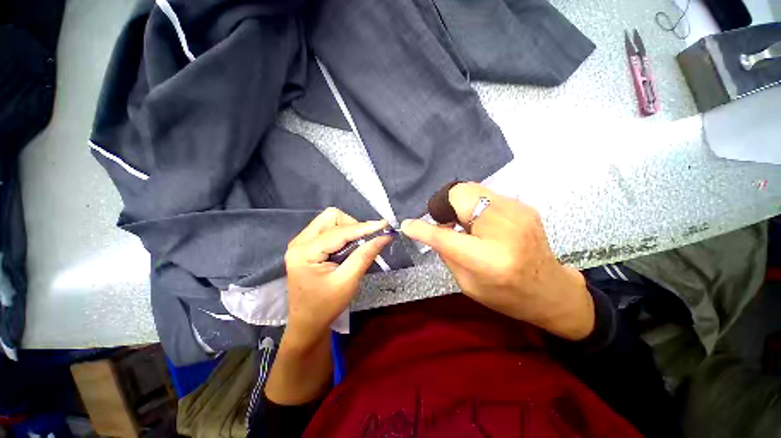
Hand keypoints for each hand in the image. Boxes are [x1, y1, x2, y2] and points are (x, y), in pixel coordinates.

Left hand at [265, 208, 392, 405]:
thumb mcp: (348, 281)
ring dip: (348, 229)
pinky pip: (327, 228)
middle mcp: (299, 241)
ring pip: (330, 220)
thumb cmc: (326, 306)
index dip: (364, 227)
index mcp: (304, 252)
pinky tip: (347, 248)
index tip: (385, 226)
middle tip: (364, 242)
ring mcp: (300, 242)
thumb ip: (365, 255)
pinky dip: (342, 233)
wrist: (307, 322)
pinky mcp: (306, 245)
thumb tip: (385, 236)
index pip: (339, 232)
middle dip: (352, 226)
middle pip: (331, 217)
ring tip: (356, 246)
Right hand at [401, 183, 593, 339]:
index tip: (408, 224)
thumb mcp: (467, 283)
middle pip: (461, 196)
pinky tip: (480, 221)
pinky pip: (486, 194)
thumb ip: (447, 253)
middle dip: (445, 206)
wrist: (550, 290)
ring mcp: (517, 212)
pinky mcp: (523, 206)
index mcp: (488, 260)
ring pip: (472, 189)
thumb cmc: (505, 295)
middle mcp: (505, 230)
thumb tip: (430, 229)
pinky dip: (475, 204)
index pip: (445, 237)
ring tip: (464, 223)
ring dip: (459, 204)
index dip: (422, 229)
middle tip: (446, 222)